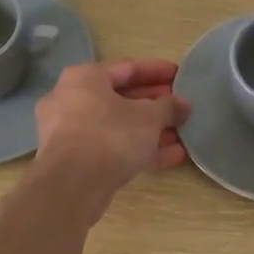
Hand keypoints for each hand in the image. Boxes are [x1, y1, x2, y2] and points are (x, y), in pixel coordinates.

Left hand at [34, 59, 189, 209]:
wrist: (72, 185)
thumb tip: (183, 104)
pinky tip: (171, 156)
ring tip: (181, 133)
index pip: (128, 68)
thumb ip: (169, 107)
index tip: (179, 74)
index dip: (157, 71)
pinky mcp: (74, 161)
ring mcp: (70, 132)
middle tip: (180, 106)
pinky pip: (111, 148)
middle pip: (121, 98)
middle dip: (154, 103)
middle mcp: (71, 99)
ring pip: (117, 126)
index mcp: (85, 78)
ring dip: (150, 130)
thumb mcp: (149, 117)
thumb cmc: (111, 135)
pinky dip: (138, 149)